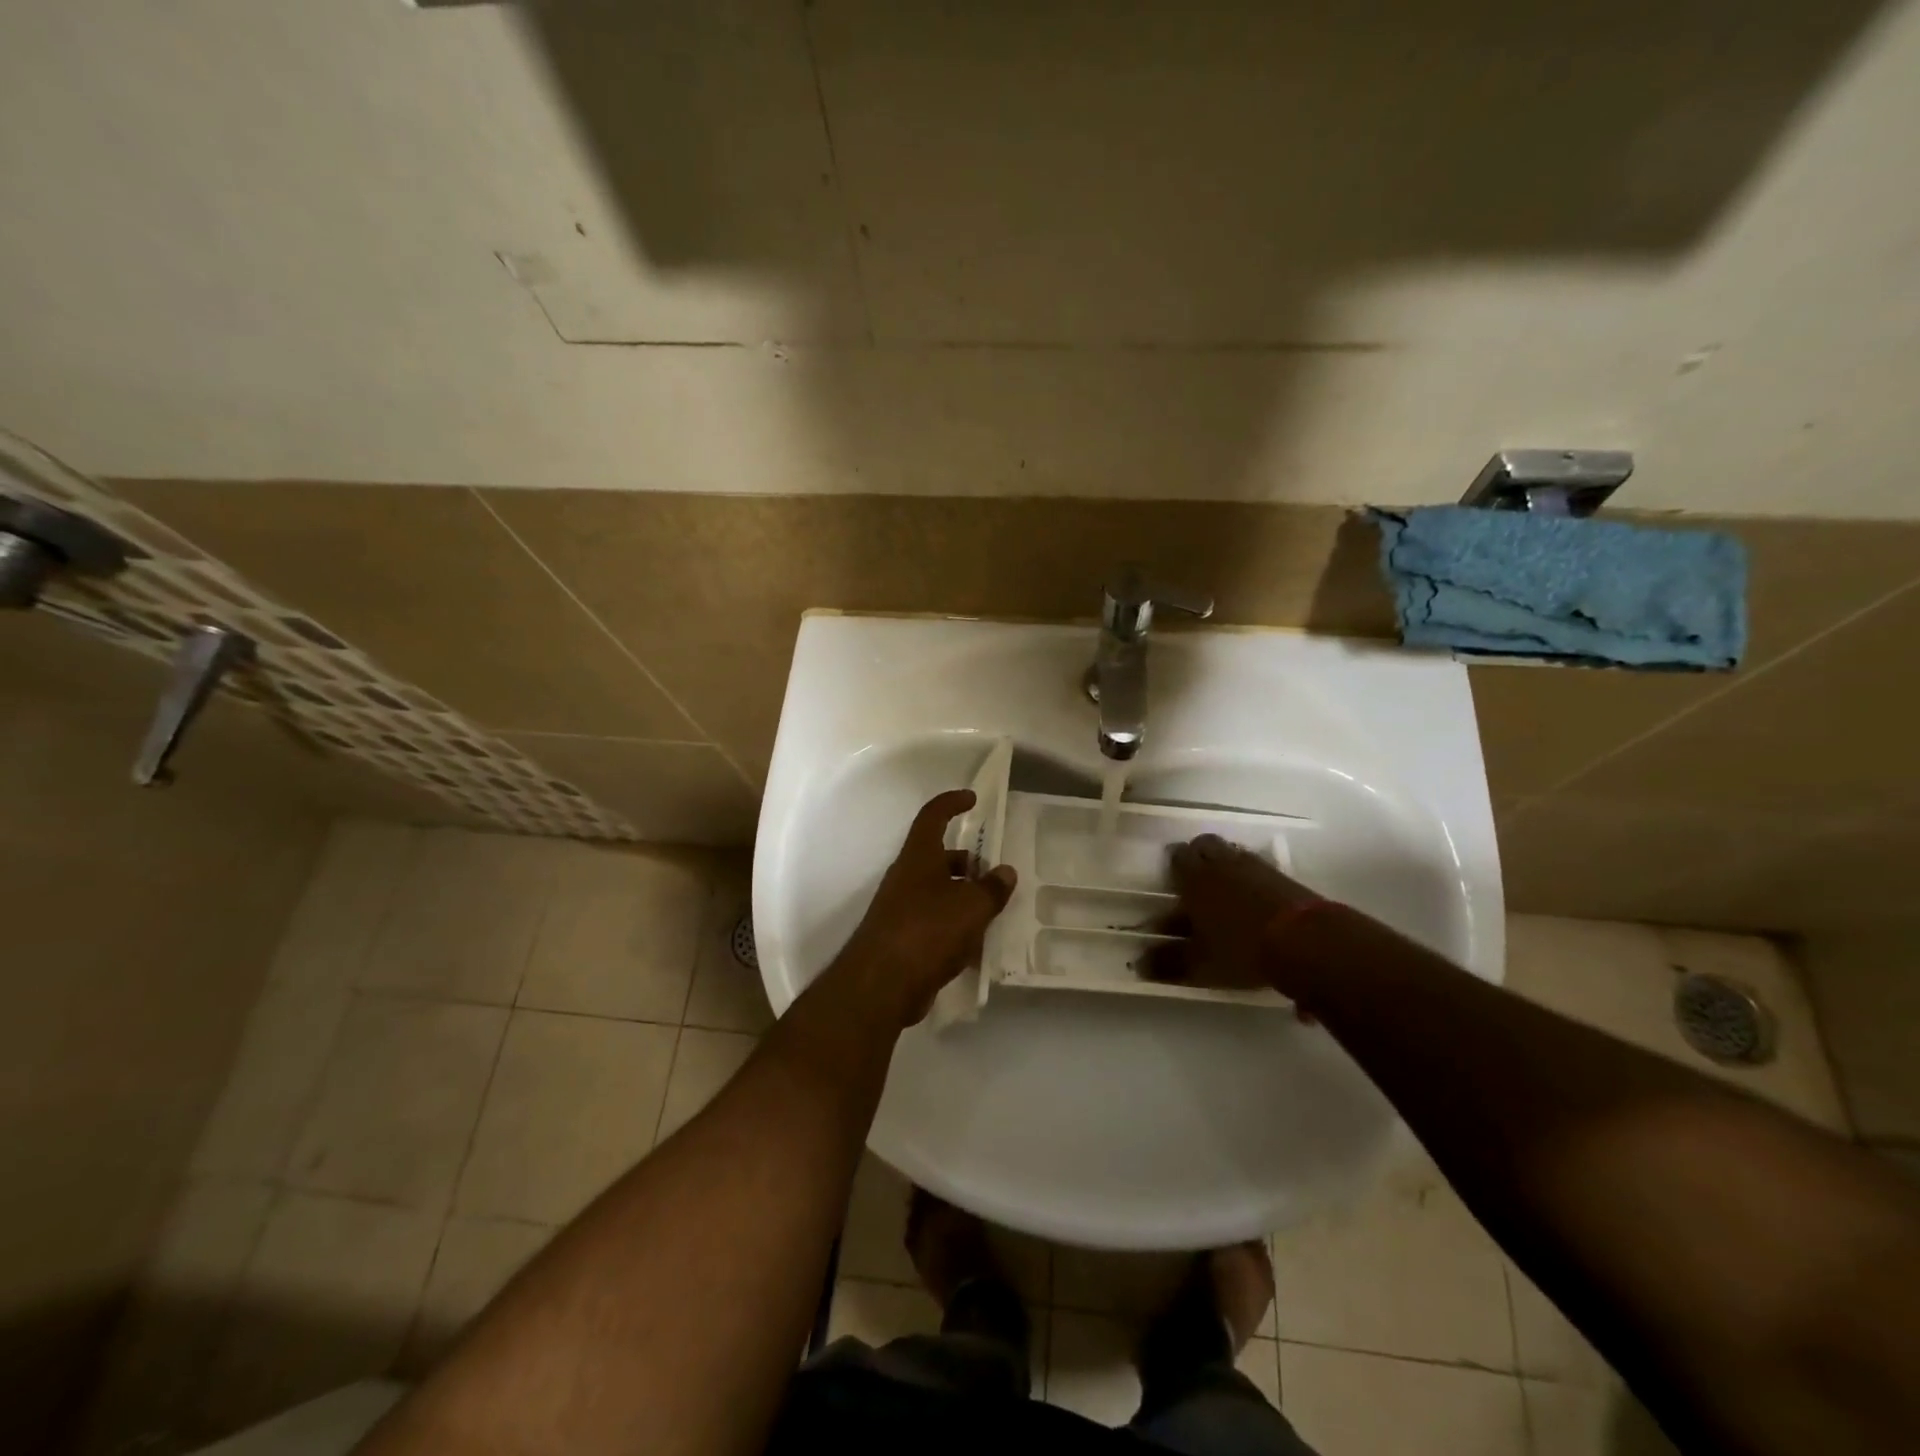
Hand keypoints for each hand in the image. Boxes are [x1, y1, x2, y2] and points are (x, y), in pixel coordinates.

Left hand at [829, 789, 1016, 1027]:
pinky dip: (955, 926)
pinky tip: (977, 944)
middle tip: (995, 872)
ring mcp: (901, 909)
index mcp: (919, 857)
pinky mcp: (902, 939)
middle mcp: (907, 877)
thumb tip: (1005, 872)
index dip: (951, 803)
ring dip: (963, 895)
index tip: (972, 798)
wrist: (881, 984)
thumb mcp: (971, 906)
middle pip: (938, 857)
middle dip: (966, 861)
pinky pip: (934, 923)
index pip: (933, 816)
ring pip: (938, 891)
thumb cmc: (928, 930)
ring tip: (994, 910)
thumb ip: (992, 888)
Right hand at [1148, 834, 1321, 994]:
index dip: (1173, 864)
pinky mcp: (1284, 878)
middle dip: (1198, 856)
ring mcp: (1256, 868)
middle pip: (1205, 845)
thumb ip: (1169, 962)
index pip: (1177, 856)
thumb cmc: (1241, 948)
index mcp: (1195, 878)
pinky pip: (1259, 869)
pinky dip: (1252, 880)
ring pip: (1233, 854)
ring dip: (1226, 866)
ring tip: (1225, 893)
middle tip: (1197, 880)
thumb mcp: (1200, 963)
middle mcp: (1223, 864)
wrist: (1307, 942)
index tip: (1172, 880)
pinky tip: (1255, 902)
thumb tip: (1139, 965)